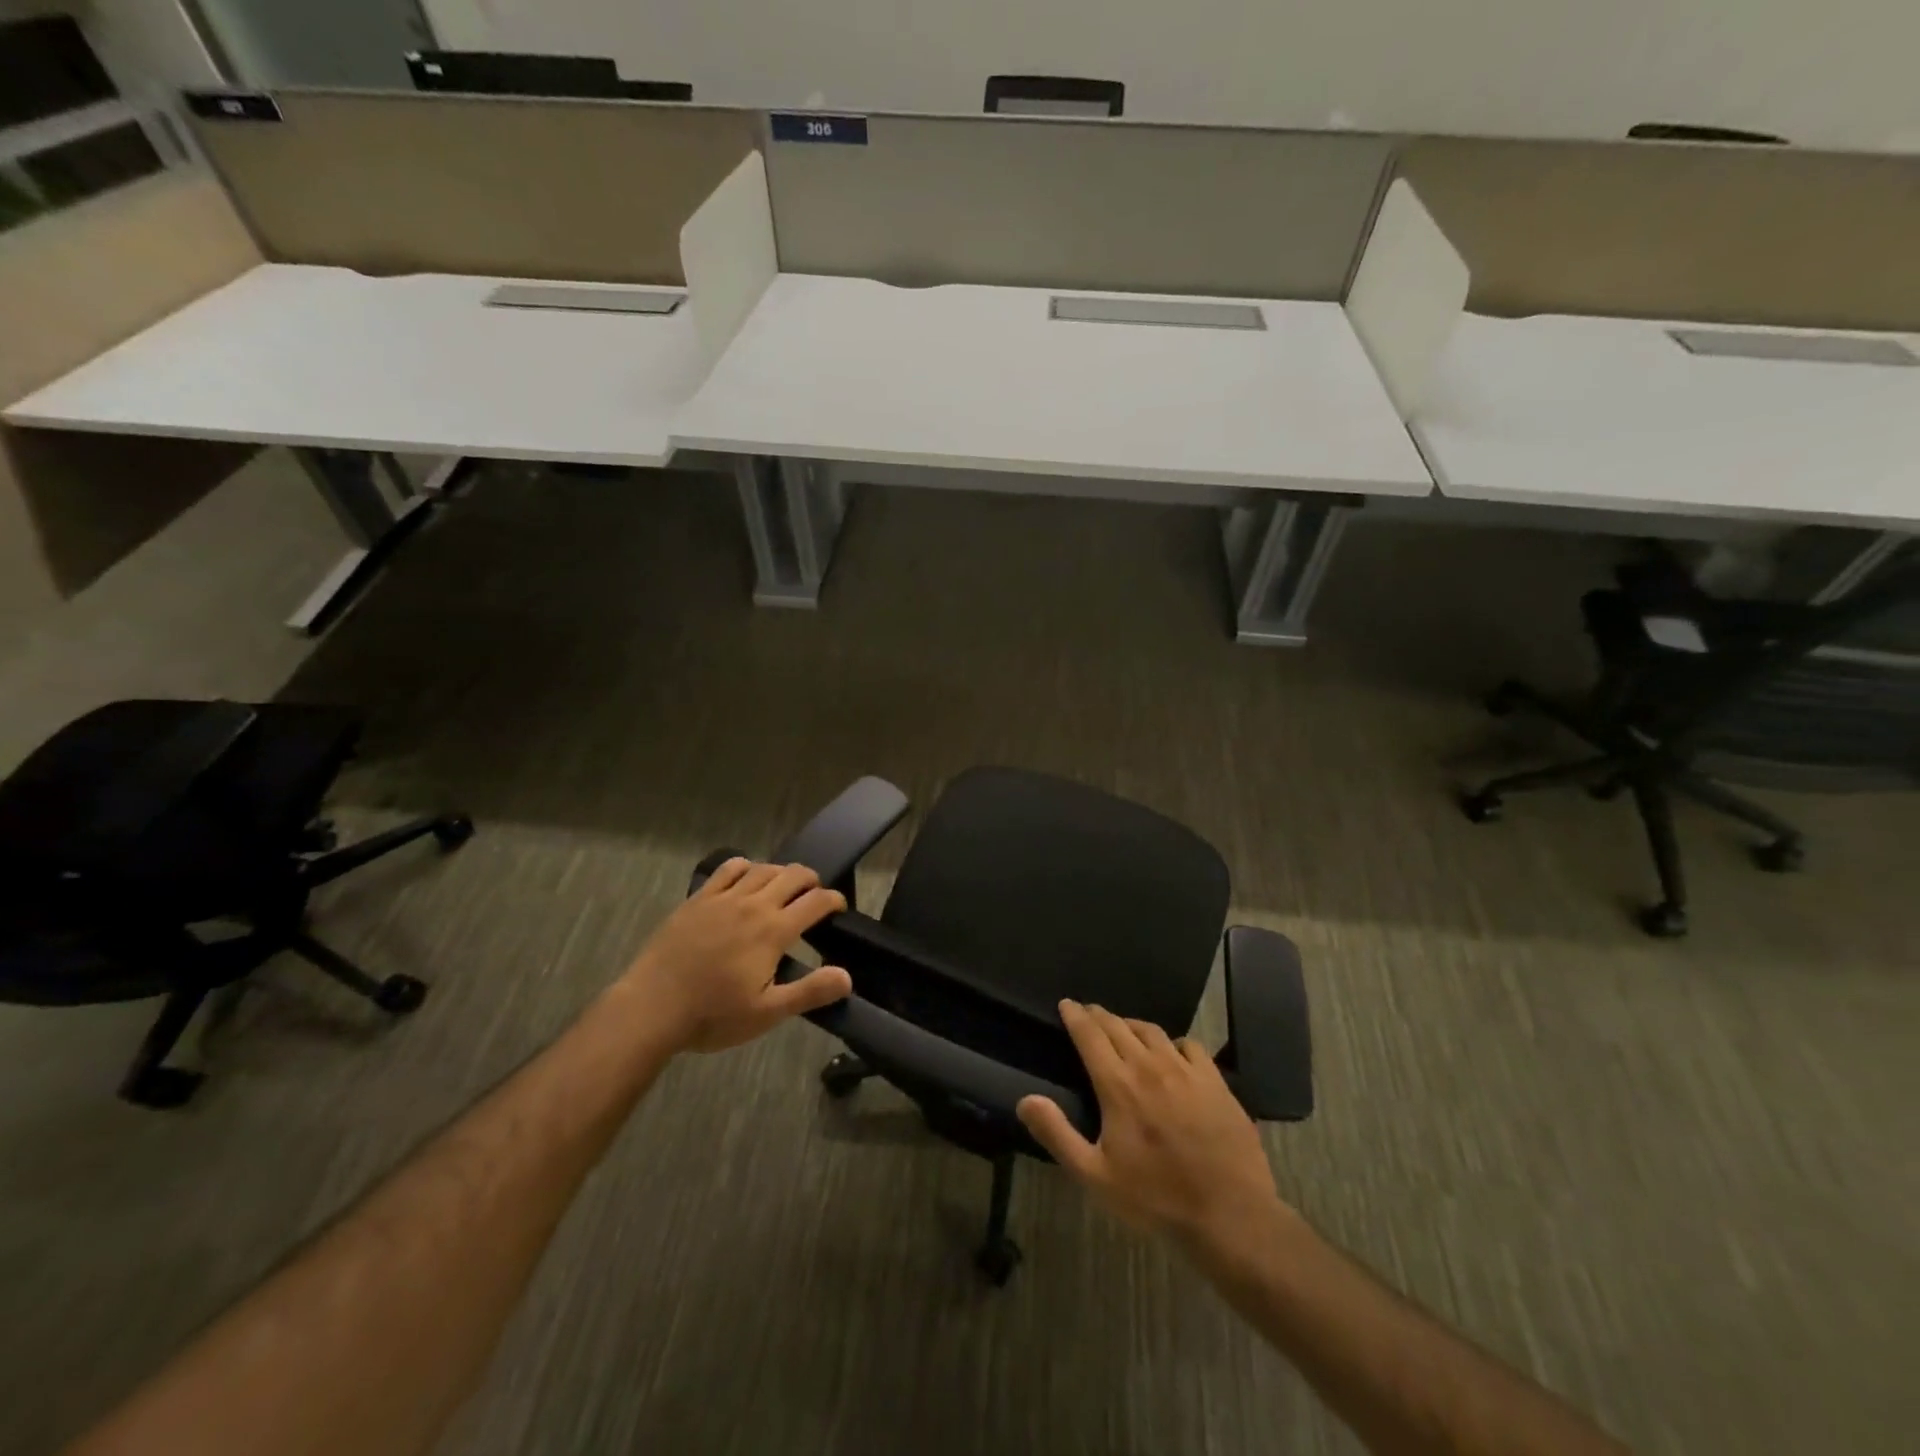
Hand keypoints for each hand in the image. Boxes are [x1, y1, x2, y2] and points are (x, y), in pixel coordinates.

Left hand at [619, 858, 852, 1053]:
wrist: (651, 1008)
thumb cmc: (713, 1015)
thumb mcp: (767, 1013)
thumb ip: (810, 992)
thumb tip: (847, 977)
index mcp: (774, 931)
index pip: (816, 901)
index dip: (834, 900)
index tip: (838, 909)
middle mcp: (753, 904)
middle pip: (793, 875)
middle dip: (811, 881)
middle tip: (814, 897)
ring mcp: (723, 898)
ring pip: (763, 868)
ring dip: (781, 873)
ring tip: (784, 888)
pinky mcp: (699, 898)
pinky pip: (729, 868)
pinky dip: (746, 867)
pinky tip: (746, 879)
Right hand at [1018, 1000, 1285, 1251]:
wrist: (1229, 1214)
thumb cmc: (1156, 1198)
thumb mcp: (1095, 1175)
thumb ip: (1057, 1134)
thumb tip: (1026, 1100)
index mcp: (1118, 1085)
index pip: (1090, 1035)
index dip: (1075, 1016)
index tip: (1066, 1004)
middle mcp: (1150, 1066)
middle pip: (1119, 1026)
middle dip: (1099, 1015)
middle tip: (1088, 1012)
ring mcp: (1186, 1071)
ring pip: (1152, 1031)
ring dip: (1131, 1024)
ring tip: (1123, 1027)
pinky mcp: (1215, 1081)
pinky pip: (1189, 1045)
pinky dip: (1172, 1042)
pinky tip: (1171, 1051)